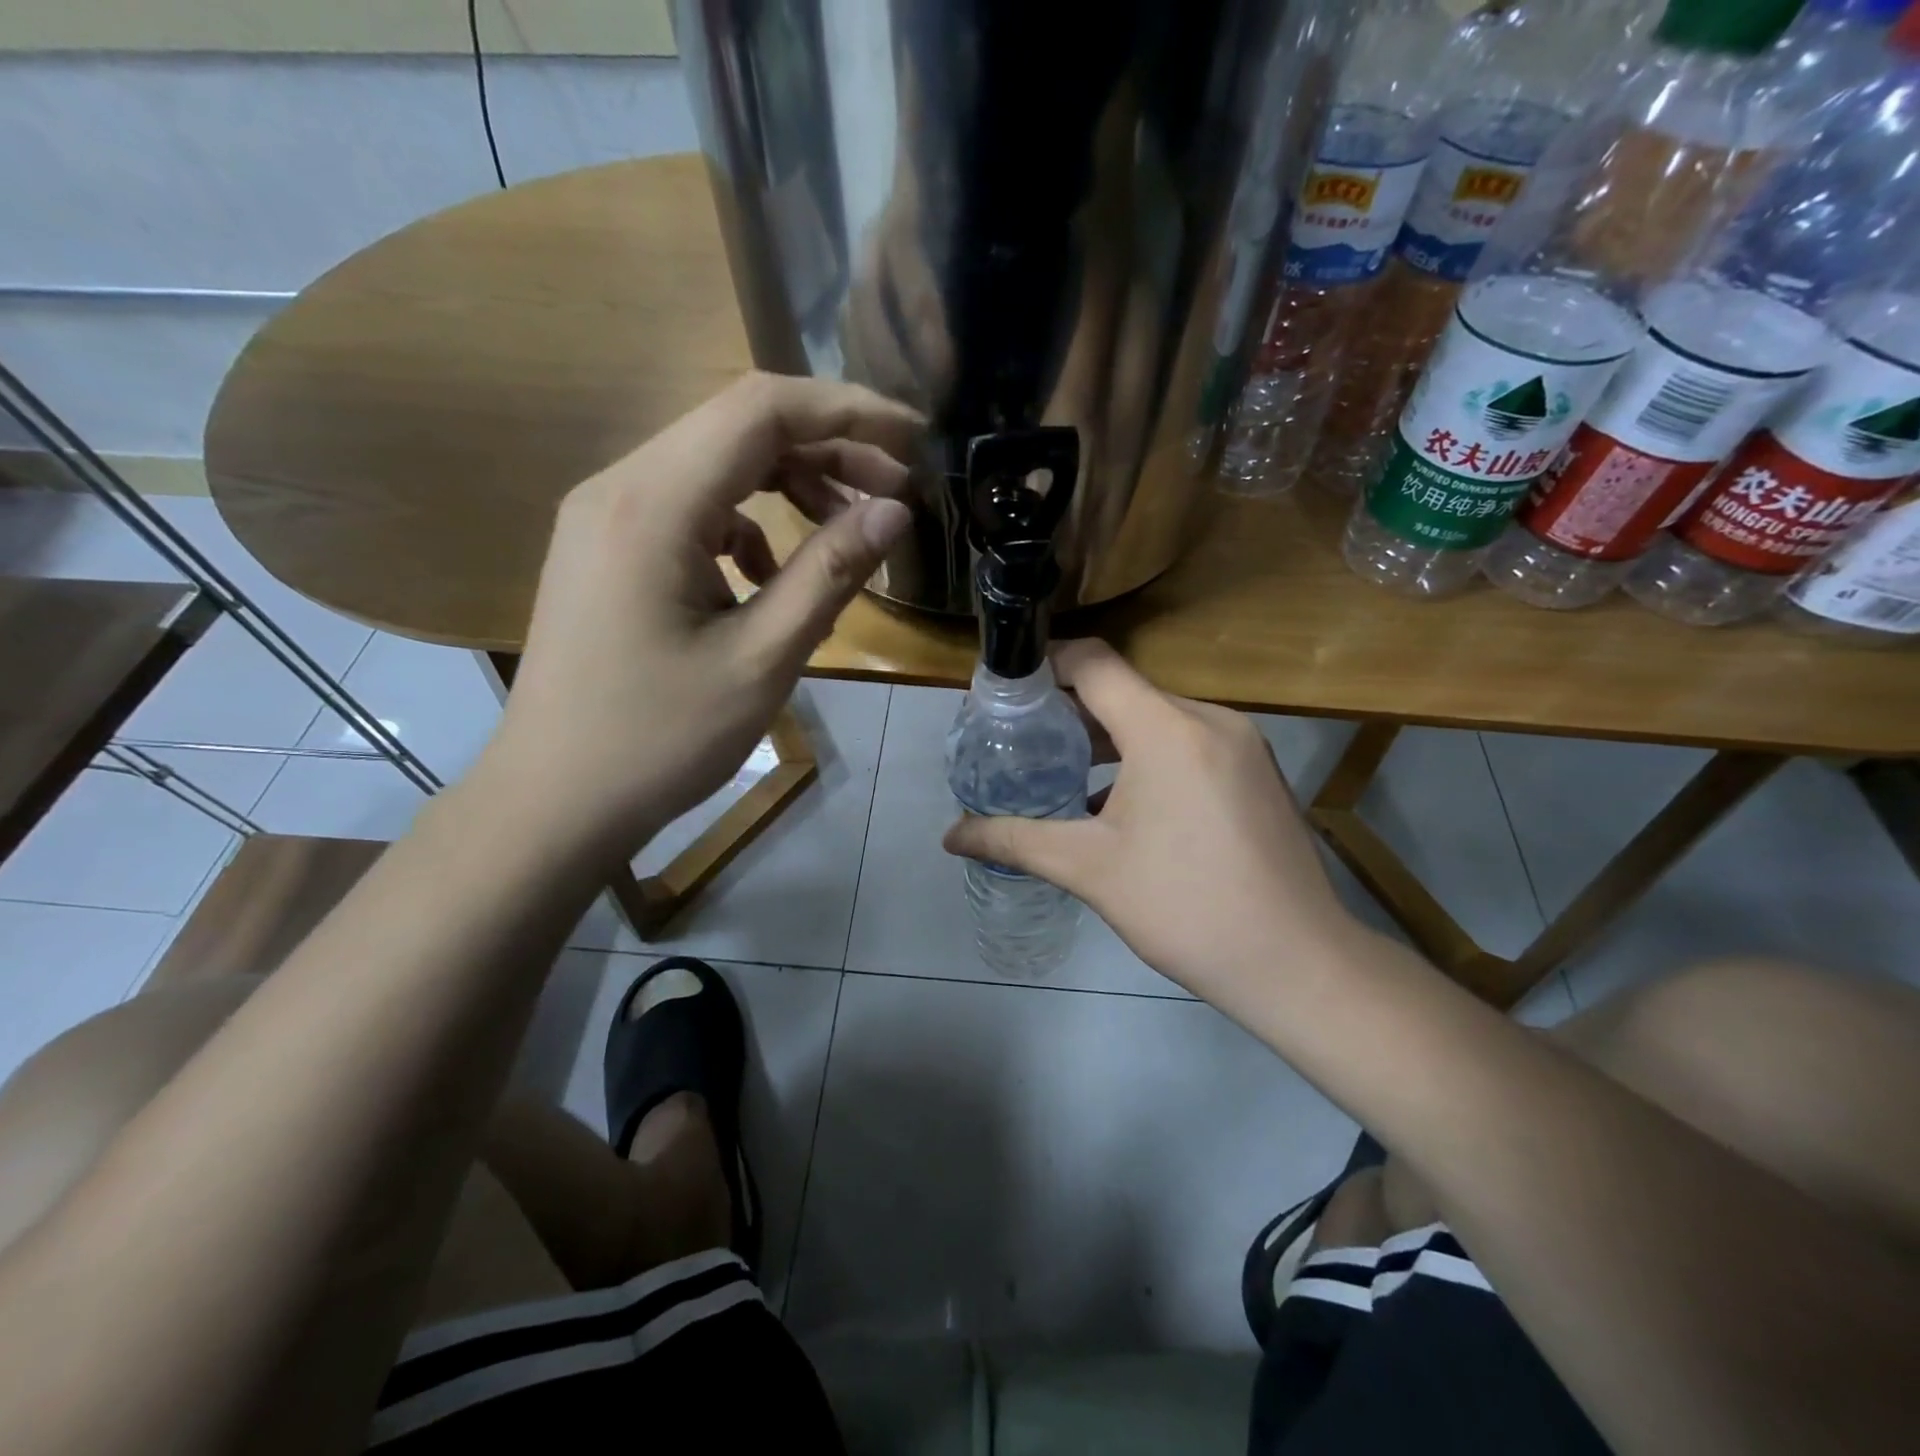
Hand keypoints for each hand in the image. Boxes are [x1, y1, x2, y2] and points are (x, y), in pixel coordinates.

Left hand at [480, 372, 920, 861]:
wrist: (554, 800)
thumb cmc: (660, 739)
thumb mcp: (762, 660)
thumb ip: (830, 574)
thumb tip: (894, 512)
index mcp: (653, 504)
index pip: (761, 410)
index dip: (849, 410)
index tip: (915, 439)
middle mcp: (620, 487)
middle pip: (738, 428)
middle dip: (829, 449)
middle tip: (896, 493)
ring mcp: (605, 516)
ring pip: (716, 465)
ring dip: (790, 486)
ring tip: (846, 532)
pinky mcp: (607, 550)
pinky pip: (691, 509)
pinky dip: (747, 525)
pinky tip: (768, 577)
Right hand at [942, 639, 1357, 1002]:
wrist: (1296, 963)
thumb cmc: (1184, 907)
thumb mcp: (1089, 869)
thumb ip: (1014, 841)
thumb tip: (950, 835)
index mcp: (1166, 729)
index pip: (1094, 662)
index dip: (1045, 665)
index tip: (1006, 691)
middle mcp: (1209, 719)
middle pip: (1124, 690)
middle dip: (1069, 709)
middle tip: (1022, 740)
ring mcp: (1241, 744)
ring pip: (1157, 717)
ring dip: (1109, 736)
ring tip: (1062, 770)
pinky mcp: (1256, 771)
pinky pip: (1188, 742)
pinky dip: (1147, 756)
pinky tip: (1119, 801)